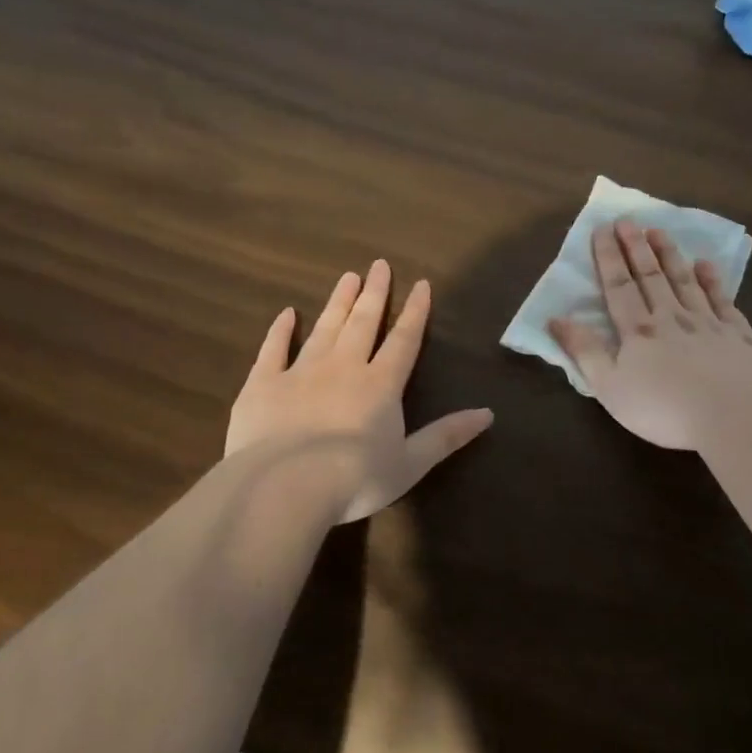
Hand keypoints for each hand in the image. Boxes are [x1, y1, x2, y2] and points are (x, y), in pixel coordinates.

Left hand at [226, 261, 492, 521]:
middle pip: (363, 323)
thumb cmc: (355, 480)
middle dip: (374, 293)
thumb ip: (446, 436)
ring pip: (324, 328)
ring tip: (347, 277)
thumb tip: (488, 414)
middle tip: (378, 264)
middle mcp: (344, 367)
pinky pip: (273, 349)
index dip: (415, 312)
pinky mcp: (263, 385)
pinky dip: (280, 331)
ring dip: (338, 302)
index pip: (403, 340)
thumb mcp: (411, 463)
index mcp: (381, 385)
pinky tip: (286, 314)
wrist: (284, 487)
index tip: (421, 283)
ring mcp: (301, 372)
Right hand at [549, 221, 751, 450]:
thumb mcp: (610, 387)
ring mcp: (708, 323)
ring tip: (659, 231)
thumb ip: (584, 351)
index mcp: (638, 331)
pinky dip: (713, 280)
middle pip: (651, 276)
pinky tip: (706, 264)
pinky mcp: (737, 335)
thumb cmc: (663, 409)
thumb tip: (556, 318)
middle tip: (628, 219)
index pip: (619, 287)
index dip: (608, 257)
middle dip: (636, 247)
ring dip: (670, 255)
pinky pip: (723, 300)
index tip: (602, 228)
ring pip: (685, 281)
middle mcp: (671, 318)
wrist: (732, 416)